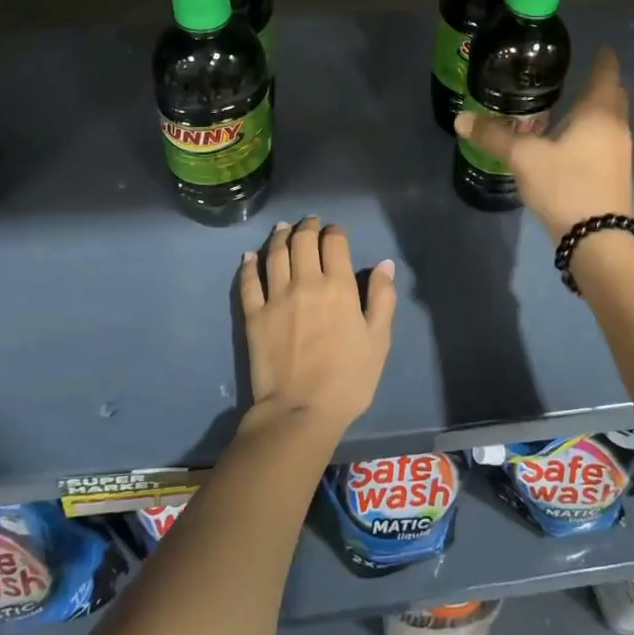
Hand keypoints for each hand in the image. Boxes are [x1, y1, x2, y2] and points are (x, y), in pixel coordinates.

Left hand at [237, 218, 395, 438]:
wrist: (300, 411)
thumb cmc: (348, 379)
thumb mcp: (379, 340)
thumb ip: (382, 298)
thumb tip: (384, 264)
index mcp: (339, 286)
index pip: (334, 244)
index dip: (335, 232)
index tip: (336, 232)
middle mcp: (306, 282)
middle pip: (303, 241)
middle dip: (308, 227)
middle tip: (310, 223)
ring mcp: (276, 297)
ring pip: (275, 254)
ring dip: (279, 237)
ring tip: (282, 229)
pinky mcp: (254, 315)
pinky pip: (248, 282)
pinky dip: (249, 265)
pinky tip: (249, 256)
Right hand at [454, 47, 632, 240]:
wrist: (597, 240)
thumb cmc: (566, 185)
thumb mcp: (523, 158)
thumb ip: (493, 136)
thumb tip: (461, 120)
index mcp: (599, 113)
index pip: (607, 73)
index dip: (604, 58)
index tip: (600, 46)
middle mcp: (616, 128)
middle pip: (613, 96)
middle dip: (601, 83)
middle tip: (577, 74)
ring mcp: (620, 153)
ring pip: (610, 121)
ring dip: (596, 111)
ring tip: (570, 105)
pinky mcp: (615, 175)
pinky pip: (605, 141)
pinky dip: (592, 133)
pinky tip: (571, 142)